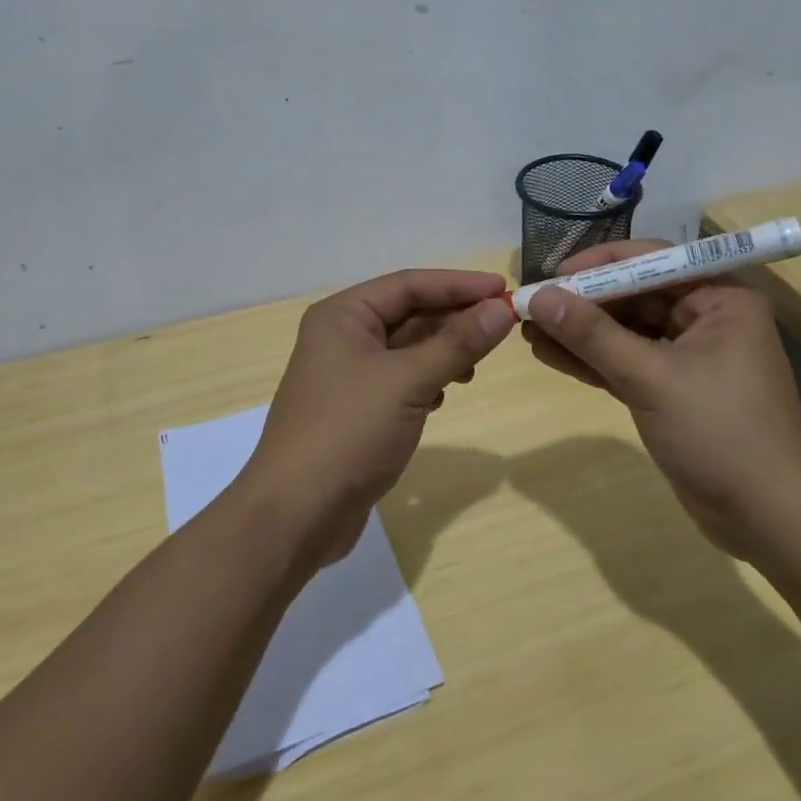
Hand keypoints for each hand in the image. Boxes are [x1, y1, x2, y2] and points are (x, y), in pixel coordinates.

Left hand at [241, 269, 516, 565]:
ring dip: (443, 351)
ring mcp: (347, 375)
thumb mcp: (407, 382)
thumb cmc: (348, 433)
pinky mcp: (356, 409)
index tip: (504, 289)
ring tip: (476, 366)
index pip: (409, 284)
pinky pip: (400, 379)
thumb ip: (457, 343)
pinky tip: (446, 395)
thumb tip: (502, 308)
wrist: (296, 515)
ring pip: (406, 348)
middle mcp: (342, 336)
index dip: (458, 284)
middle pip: (408, 313)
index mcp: (343, 315)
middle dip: (453, 318)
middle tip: (501, 326)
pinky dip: (427, 380)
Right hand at [521, 241, 800, 557]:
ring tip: (528, 330)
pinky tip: (549, 355)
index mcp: (720, 297)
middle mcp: (707, 317)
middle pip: (634, 294)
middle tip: (531, 305)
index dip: (597, 265)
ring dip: (580, 332)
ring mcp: (690, 355)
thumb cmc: (721, 433)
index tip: (550, 275)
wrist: (770, 521)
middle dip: (582, 302)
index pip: (650, 261)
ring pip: (626, 330)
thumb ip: (593, 335)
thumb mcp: (651, 378)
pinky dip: (592, 360)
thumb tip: (539, 297)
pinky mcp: (674, 389)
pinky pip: (627, 362)